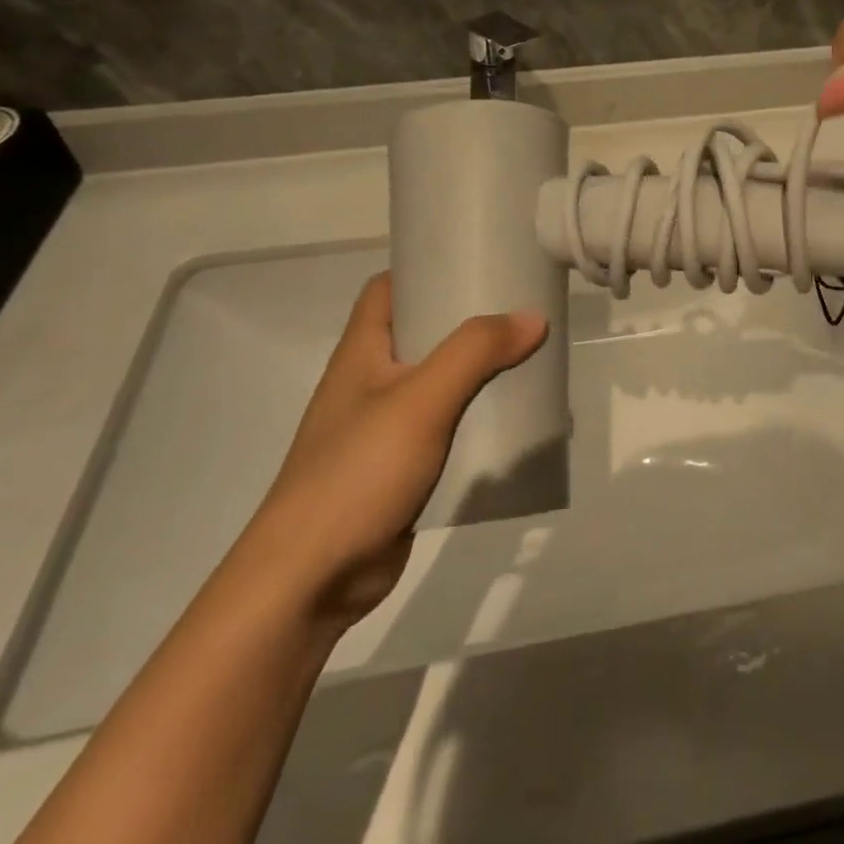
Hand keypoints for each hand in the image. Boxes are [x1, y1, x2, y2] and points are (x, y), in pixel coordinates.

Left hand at [244, 273, 546, 625]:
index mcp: (362, 352)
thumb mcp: (422, 399)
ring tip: (527, 358)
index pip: (388, 288)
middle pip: (421, 332)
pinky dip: (475, 417)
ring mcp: (382, 428)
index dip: (426, 269)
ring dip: (476, 370)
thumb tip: (533, 317)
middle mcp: (369, 382)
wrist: (310, 581)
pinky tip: (510, 420)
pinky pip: (444, 426)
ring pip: (437, 381)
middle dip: (467, 320)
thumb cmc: (358, 471)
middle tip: (519, 308)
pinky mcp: (398, 468)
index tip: (477, 262)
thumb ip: (477, 352)